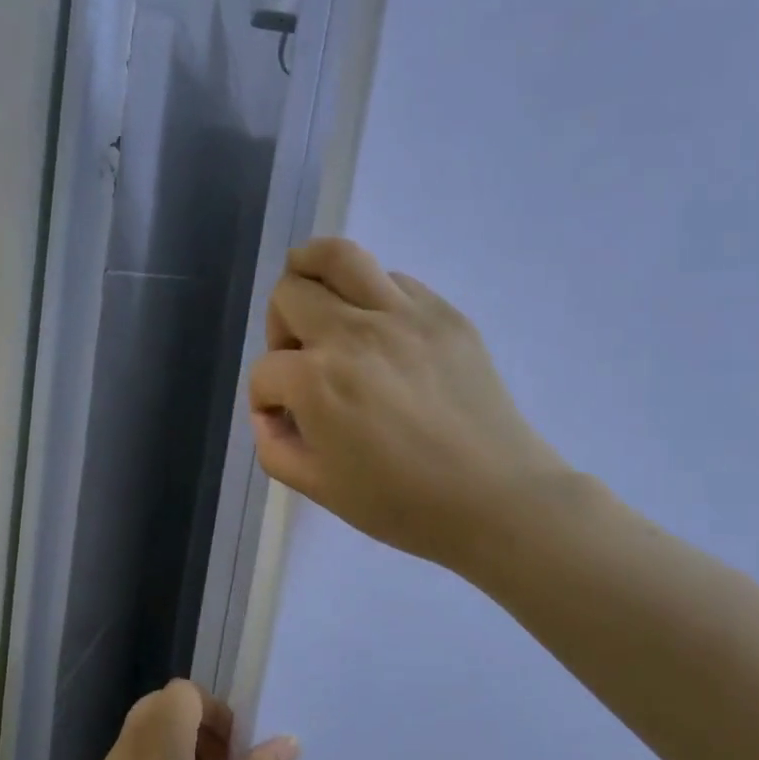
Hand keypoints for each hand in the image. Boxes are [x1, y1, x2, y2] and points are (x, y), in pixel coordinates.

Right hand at [248, 238, 568, 570]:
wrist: (494, 497)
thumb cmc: (402, 503)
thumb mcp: (319, 488)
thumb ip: (274, 448)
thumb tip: (269, 413)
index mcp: (316, 381)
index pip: (264, 369)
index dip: (264, 398)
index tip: (284, 420)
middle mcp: (352, 333)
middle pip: (289, 294)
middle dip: (278, 328)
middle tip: (299, 360)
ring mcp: (401, 314)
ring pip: (336, 255)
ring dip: (312, 273)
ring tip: (320, 303)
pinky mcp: (442, 312)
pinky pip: (391, 278)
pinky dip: (370, 294)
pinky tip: (380, 331)